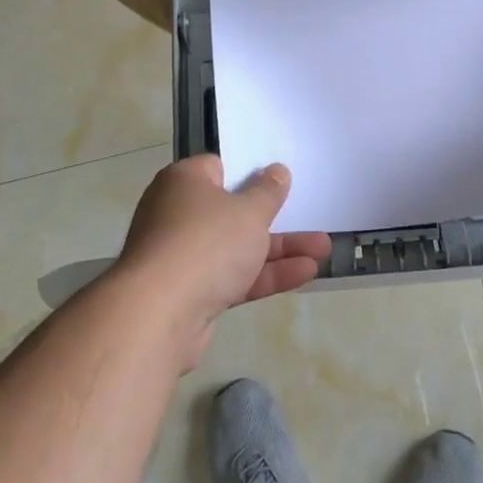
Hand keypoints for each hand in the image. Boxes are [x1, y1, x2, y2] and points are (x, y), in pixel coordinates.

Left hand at [115, 156, 330, 368]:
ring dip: (280, 249)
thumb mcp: (249, 210)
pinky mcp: (191, 294)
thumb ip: (268, 192)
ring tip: (323, 248)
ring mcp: (184, 257)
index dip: (250, 172)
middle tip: (308, 214)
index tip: (278, 179)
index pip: (219, 168)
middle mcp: (178, 214)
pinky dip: (266, 274)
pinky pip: (235, 277)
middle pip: (232, 211)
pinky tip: (306, 272)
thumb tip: (276, 171)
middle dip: (274, 218)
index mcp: (184, 182)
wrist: (159, 315)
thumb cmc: (206, 243)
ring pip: (238, 247)